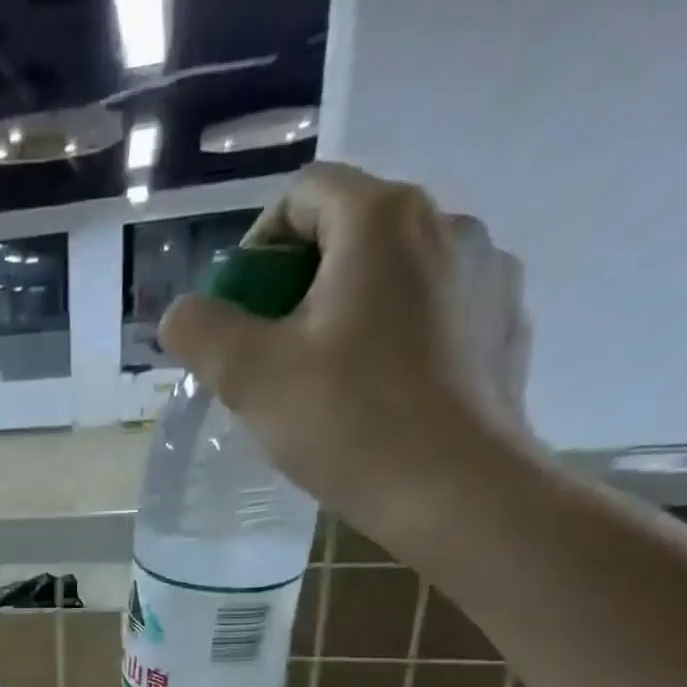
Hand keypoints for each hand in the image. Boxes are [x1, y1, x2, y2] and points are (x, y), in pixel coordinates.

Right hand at [160, 161, 530, 522]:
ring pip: (393, 275)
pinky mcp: (505, 324)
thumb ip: (201, 331)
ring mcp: (488, 272)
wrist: (455, 491)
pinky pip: (433, 311)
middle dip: (298, 286)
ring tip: (327, 381)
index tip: (240, 311)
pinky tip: (379, 394)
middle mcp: (448, 224)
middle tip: (272, 355)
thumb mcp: (249, 377)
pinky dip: (396, 336)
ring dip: (349, 311)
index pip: (304, 195)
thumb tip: (181, 314)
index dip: (257, 247)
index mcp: (383, 220)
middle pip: (350, 232)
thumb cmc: (347, 423)